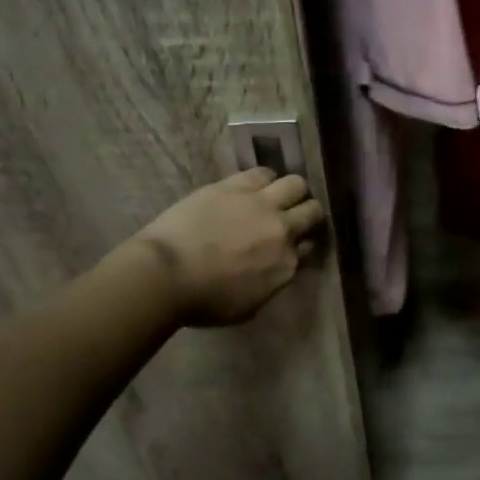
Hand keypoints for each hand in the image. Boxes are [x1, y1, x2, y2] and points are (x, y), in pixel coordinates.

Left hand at [129, 168, 326, 325]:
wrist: (166, 275)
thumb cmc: (203, 302)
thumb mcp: (249, 306)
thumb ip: (271, 283)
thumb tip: (277, 268)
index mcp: (286, 265)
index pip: (311, 246)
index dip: (304, 243)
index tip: (296, 244)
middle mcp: (283, 230)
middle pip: (312, 211)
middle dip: (307, 213)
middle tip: (293, 217)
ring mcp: (261, 204)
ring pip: (296, 184)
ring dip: (290, 191)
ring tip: (276, 196)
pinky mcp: (235, 186)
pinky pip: (263, 173)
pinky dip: (265, 179)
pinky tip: (255, 186)